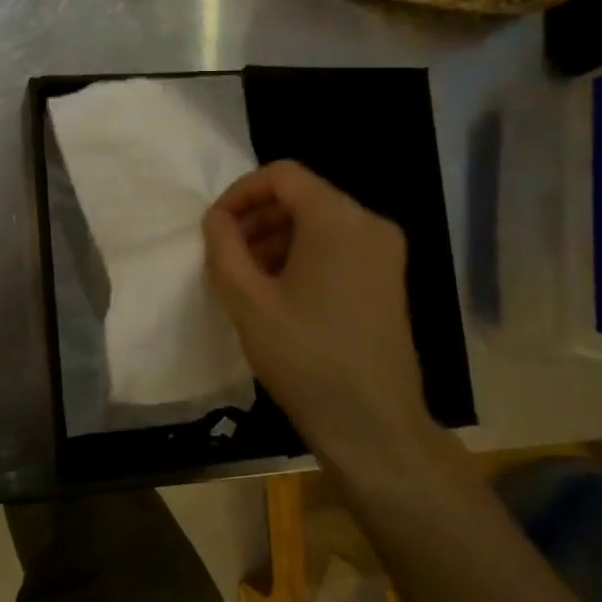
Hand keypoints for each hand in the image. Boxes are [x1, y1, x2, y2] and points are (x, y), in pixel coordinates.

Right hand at [202, 161, 433, 467]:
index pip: (282, 175)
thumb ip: (224, 248)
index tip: (214, 227)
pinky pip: (337, 248)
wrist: (373, 426)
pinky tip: (277, 293)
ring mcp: (385, 253)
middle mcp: (369, 224)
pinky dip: (302, 256)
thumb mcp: (248, 301)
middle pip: (303, 197)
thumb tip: (217, 219)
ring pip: (319, 223)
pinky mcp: (387, 280)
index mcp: (339, 219)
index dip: (240, 193)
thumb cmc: (306, 358)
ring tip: (245, 278)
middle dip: (257, 218)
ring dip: (276, 239)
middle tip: (224, 255)